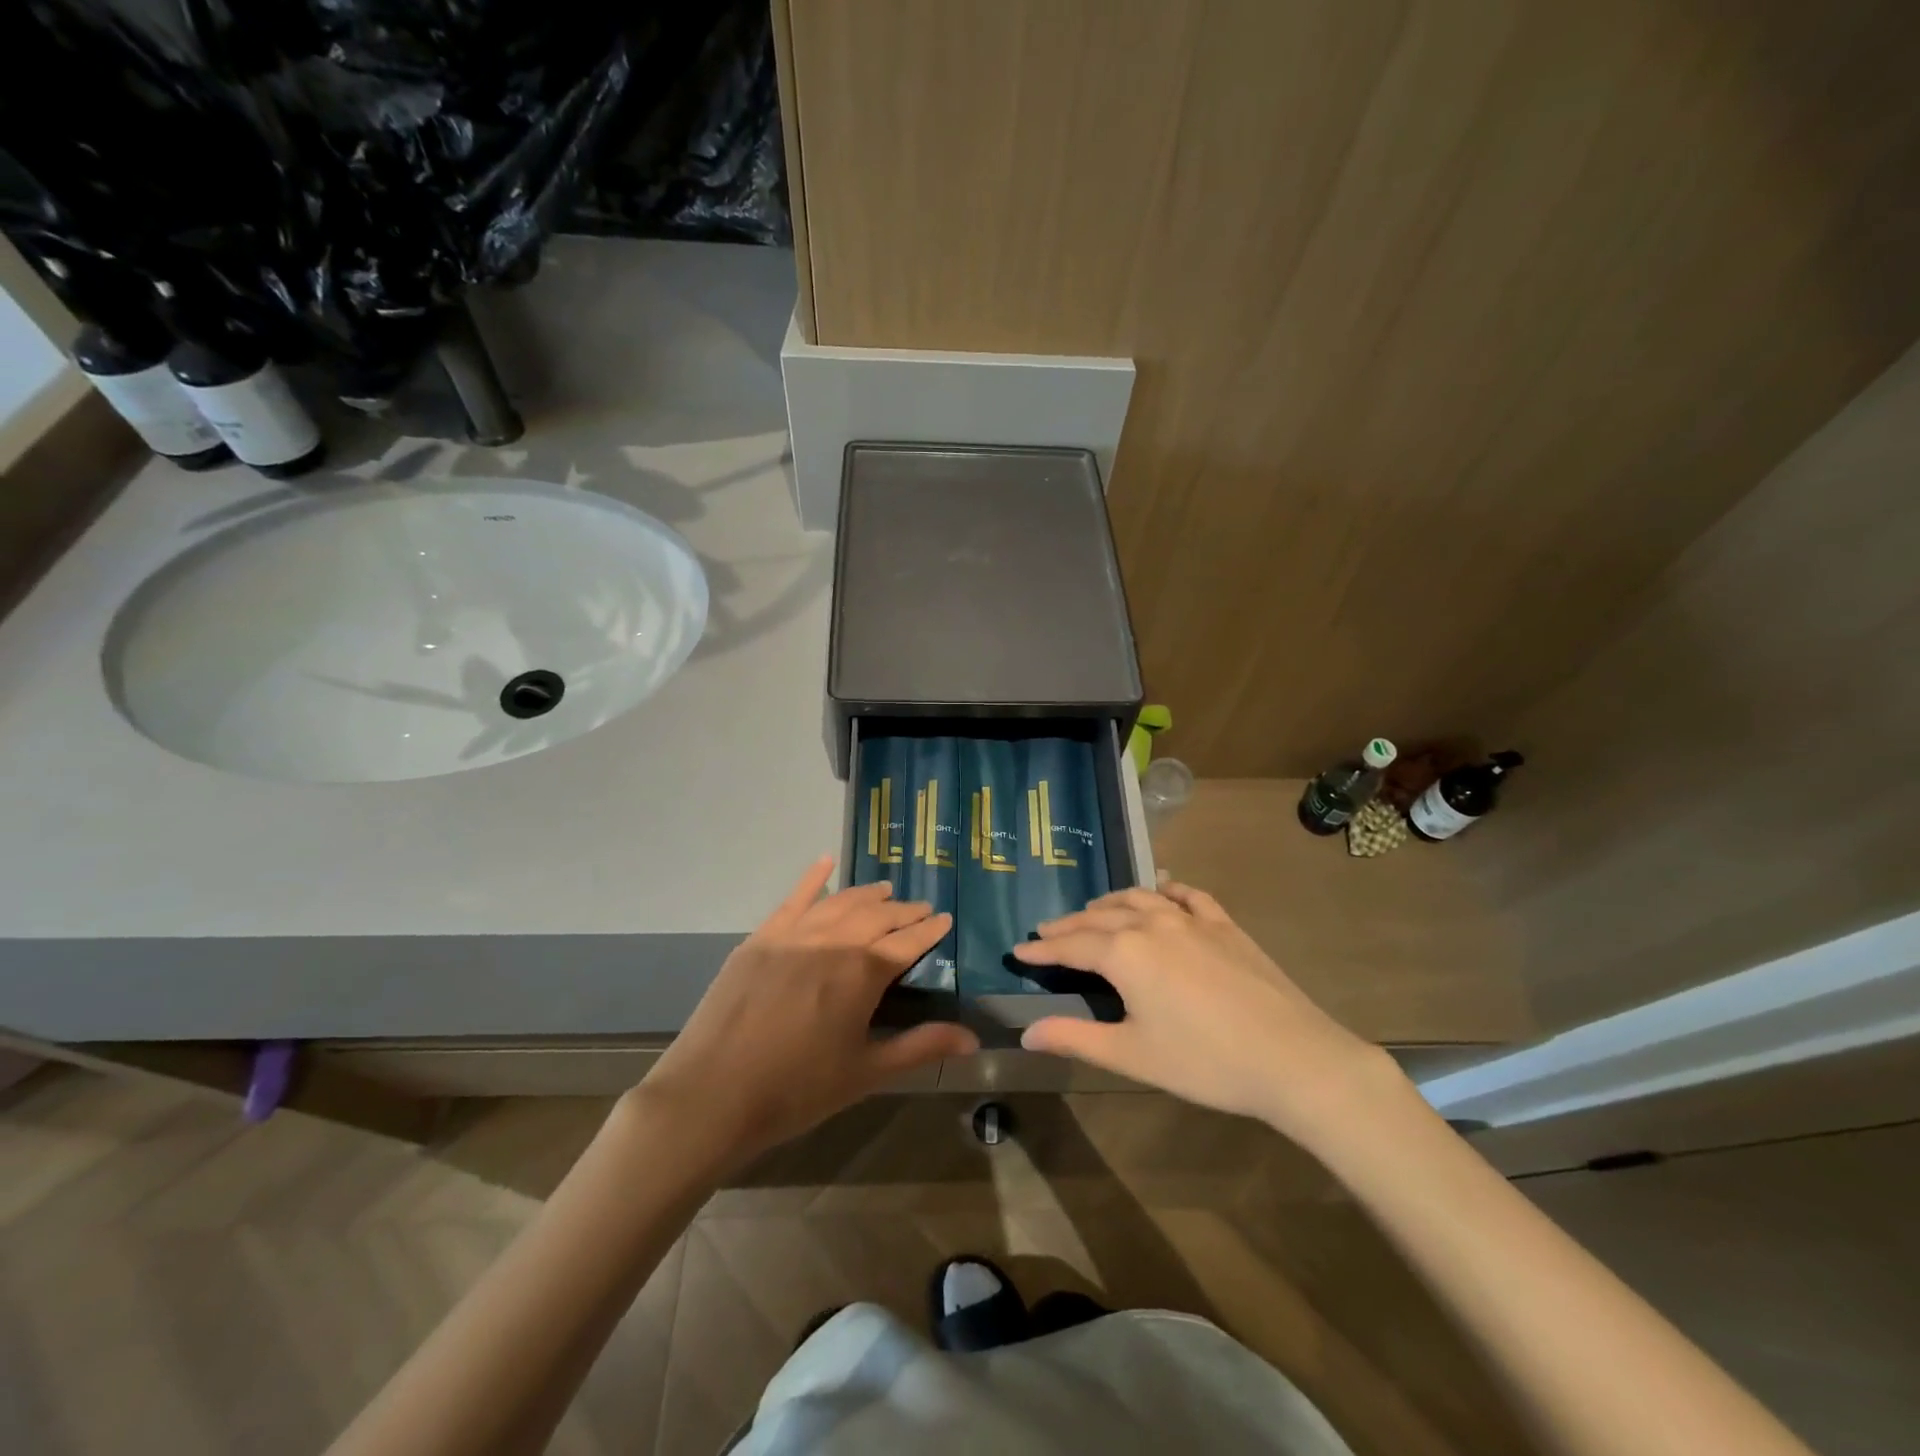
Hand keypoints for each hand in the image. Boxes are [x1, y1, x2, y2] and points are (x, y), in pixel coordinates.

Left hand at [639, 856, 978, 1168]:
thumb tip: (972, 1038)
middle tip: (921, 908)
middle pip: (877, 916)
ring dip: (867, 895)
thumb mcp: (866, 1072)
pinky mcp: (761, 938)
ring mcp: (793, 935)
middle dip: (903, 911)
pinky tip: (826, 861)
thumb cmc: (796, 1090)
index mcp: (862, 973)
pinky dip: (812, 878)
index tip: (945, 918)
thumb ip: (920, 1048)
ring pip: (840, 903)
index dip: (930, 930)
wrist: (712, 1095)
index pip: (908, 941)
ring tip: (886, 890)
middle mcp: (832, 942)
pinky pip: (793, 899)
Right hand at [1012, 883, 1401, 1145]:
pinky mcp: (1224, 925)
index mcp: (1125, 954)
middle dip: (1069, 924)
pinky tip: (1162, 891)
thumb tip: (1026, 1034)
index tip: (1019, 950)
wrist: (1292, 1057)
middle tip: (1046, 931)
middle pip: (1099, 917)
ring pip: (1139, 898)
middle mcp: (1152, 924)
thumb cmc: (1205, 1061)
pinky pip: (1187, 895)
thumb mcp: (1132, 1055)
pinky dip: (1165, 891)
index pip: (1071, 946)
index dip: (1042, 950)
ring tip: (1094, 911)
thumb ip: (1075, 1038)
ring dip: (1110, 903)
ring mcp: (1191, 919)